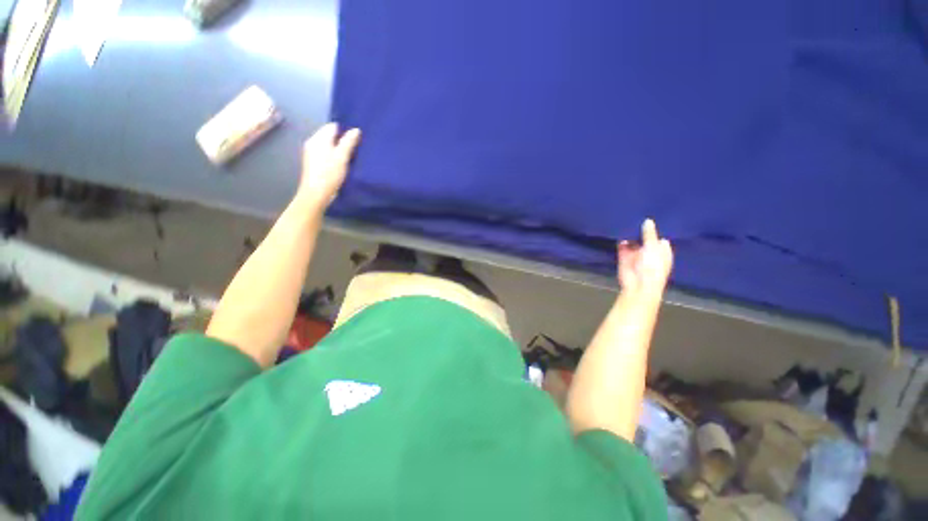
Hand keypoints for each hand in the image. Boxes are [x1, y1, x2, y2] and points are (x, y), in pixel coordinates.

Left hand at [297, 123, 360, 209]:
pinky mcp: (312, 162)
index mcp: (319, 138)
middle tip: (354, 150)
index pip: (333, 126)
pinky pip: (325, 153)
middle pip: (329, 135)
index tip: (355, 140)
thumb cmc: (330, 173)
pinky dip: (332, 156)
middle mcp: (313, 142)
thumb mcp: (342, 157)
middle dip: (341, 140)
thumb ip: (349, 142)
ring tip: (349, 158)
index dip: (344, 131)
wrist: (316, 193)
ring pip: (327, 145)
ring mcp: (311, 152)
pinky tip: (340, 165)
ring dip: (337, 149)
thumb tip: (356, 130)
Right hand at [617, 219, 672, 296]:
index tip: (652, 217)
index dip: (656, 230)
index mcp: (662, 252)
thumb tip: (648, 220)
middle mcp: (650, 253)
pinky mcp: (625, 257)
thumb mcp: (653, 247)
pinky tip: (619, 230)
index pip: (660, 238)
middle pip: (645, 239)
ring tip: (626, 220)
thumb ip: (649, 234)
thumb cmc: (652, 266)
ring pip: (633, 242)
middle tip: (636, 215)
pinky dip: (620, 241)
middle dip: (641, 231)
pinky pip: (622, 247)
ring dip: (630, 235)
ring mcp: (637, 255)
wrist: (638, 284)